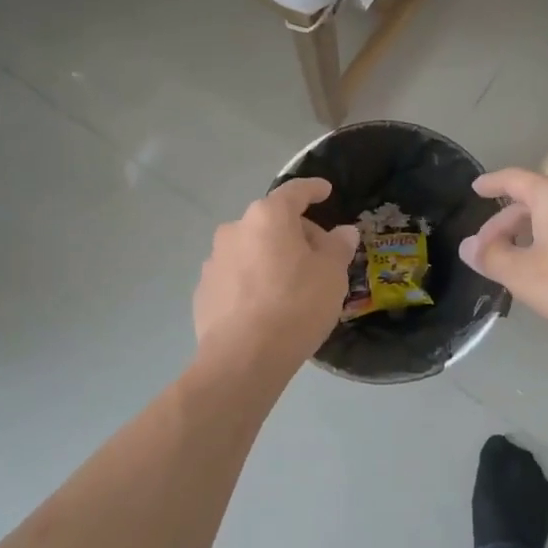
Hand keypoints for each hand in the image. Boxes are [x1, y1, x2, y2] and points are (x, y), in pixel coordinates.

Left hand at [193, 179, 359, 374]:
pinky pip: (236, 275)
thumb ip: (338, 247)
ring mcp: (214, 260)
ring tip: (292, 287)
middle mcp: (235, 229)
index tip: (325, 191)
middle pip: (272, 221)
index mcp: (268, 216)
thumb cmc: (296, 305)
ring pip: (252, 249)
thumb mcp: (332, 274)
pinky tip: (266, 307)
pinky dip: (252, 281)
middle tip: (319, 258)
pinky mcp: (204, 290)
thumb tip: (343, 232)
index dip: (313, 189)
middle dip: (296, 233)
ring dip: (272, 258)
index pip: (294, 191)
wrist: (243, 358)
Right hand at [460, 168, 547, 347]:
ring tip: (514, 262)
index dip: (492, 183)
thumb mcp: (525, 276)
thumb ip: (492, 258)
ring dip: (529, 234)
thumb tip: (468, 245)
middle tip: (486, 250)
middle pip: (533, 200)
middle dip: (505, 223)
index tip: (475, 189)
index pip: (514, 179)